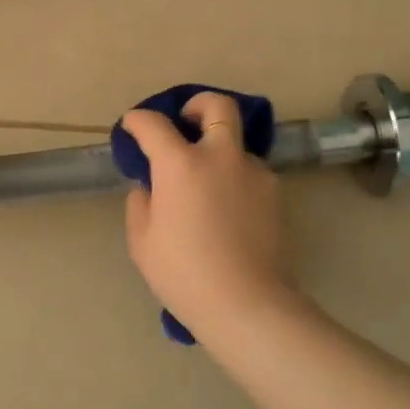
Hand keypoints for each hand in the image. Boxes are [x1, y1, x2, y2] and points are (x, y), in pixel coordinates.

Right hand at [121, 92, 292, 331]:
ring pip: (237, 144)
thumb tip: (150, 188)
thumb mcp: (143, 242)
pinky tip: (230, 212)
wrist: (247, 304)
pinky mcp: (277, 193)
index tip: (132, 125)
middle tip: (187, 121)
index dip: (138, 120)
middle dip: (199, 104)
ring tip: (209, 186)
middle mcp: (221, 156)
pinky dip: (236, 180)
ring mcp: (254, 172)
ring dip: (220, 151)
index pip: (154, 124)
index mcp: (181, 164)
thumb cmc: (184, 274)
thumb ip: (141, 204)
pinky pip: (251, 174)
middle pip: (217, 106)